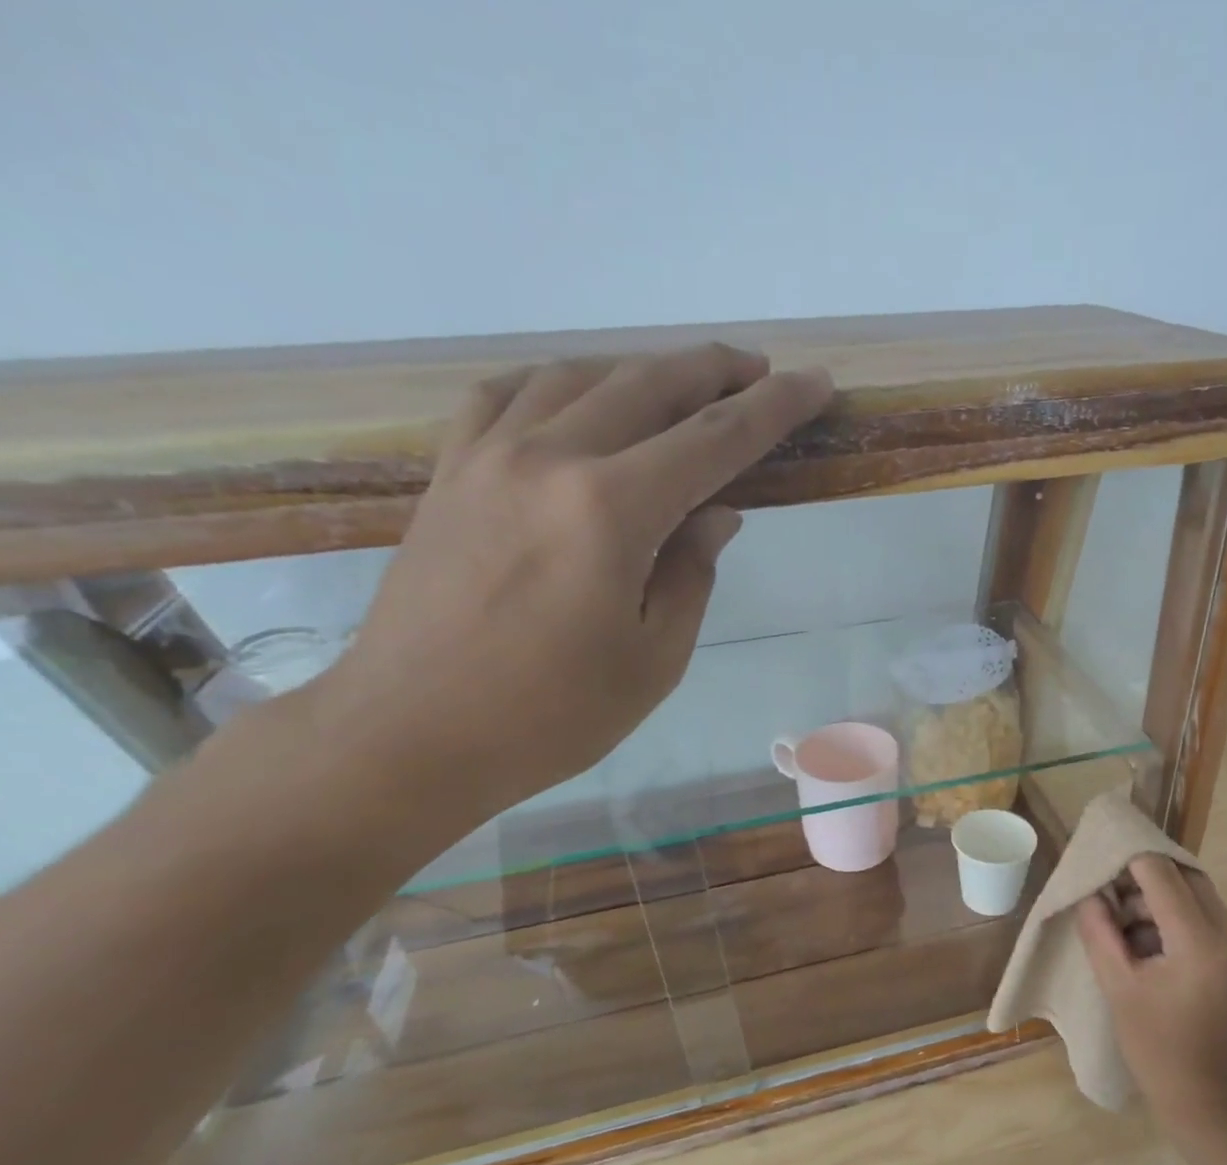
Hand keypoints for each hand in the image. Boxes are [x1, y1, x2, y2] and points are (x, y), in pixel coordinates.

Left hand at [309, 345, 832, 825]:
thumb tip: (717, 513)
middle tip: (759, 370)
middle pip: (647, 385)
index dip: (773, 407)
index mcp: (611, 510)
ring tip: (680, 383)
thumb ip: (691, 573)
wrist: (411, 733)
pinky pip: (504, 396)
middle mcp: (549, 458)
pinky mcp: (448, 473)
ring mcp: (487, 456)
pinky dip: (556, 384)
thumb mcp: (654, 658)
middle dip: (714, 370)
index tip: (814, 382)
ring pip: (578, 378)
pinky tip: (576, 397)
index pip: (715, 439)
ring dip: (641, 370)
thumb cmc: (551, 714)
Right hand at [1077, 854, 1226, 1135]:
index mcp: (1201, 942)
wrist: (1219, 1108)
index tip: (1099, 858)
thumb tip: (1090, 894)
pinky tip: (1149, 946)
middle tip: (1108, 893)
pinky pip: (1209, 920)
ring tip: (1124, 926)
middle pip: (1187, 877)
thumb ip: (1100, 933)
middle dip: (1145, 877)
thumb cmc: (1161, 1052)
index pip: (1162, 875)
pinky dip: (1177, 920)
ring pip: (1199, 896)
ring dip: (1161, 899)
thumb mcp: (1119, 989)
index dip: (1128, 859)